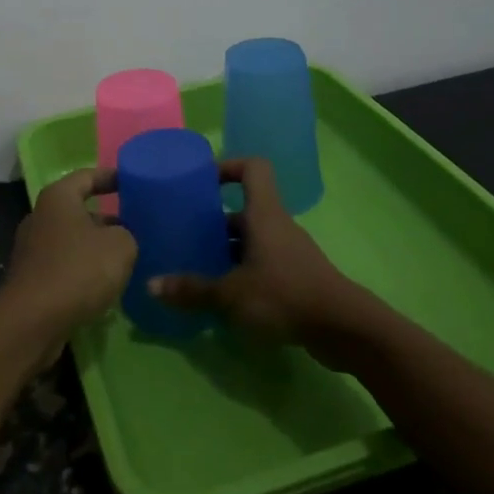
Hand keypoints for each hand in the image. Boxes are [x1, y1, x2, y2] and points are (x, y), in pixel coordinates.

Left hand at [0, 168, 137, 346]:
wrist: (32, 322)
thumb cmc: (78, 270)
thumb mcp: (121, 245)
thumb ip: (127, 233)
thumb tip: (120, 237)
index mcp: (58, 197)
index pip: (88, 176)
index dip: (112, 177)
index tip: (134, 182)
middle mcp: (41, 217)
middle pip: (78, 209)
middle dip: (107, 217)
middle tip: (136, 225)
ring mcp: (32, 249)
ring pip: (72, 240)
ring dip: (96, 247)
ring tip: (126, 257)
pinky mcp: (31, 279)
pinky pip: (64, 265)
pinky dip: (83, 270)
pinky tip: (105, 284)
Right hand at [148, 158, 373, 367]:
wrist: (342, 328)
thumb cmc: (284, 295)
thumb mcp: (231, 294)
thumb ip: (192, 289)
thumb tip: (151, 284)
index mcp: (264, 214)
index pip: (252, 168)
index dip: (228, 166)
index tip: (202, 181)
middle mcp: (276, 225)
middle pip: (244, 208)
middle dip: (214, 219)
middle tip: (185, 232)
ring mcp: (288, 251)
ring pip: (252, 238)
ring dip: (226, 248)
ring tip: (196, 264)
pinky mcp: (295, 276)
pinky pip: (262, 262)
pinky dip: (241, 270)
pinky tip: (222, 294)